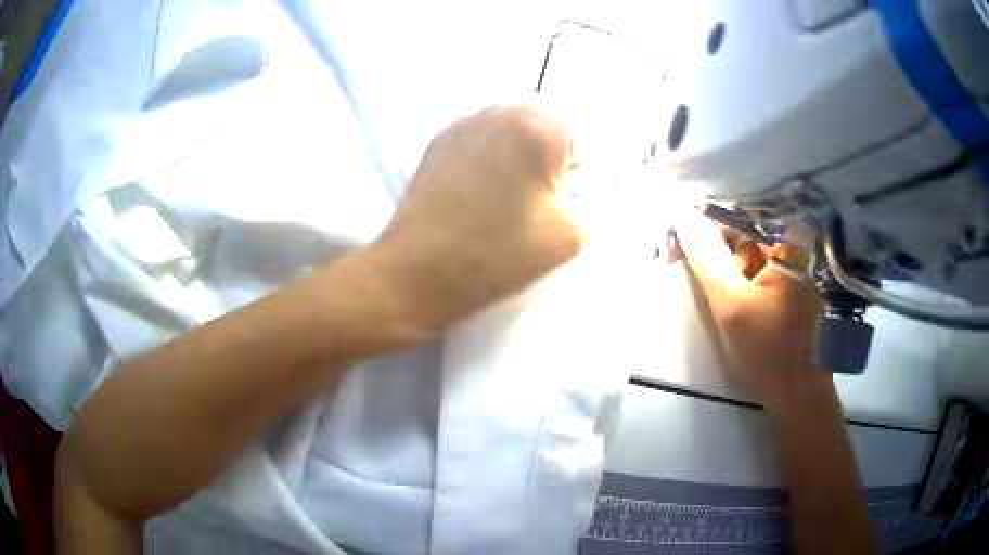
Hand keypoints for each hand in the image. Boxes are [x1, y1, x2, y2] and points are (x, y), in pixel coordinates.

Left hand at [372, 105, 582, 331]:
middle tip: (535, 201)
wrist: (416, 274)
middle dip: (548, 159)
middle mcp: (498, 111)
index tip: (559, 202)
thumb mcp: (570, 236)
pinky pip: (480, 140)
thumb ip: (600, 205)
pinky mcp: (438, 141)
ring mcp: (463, 124)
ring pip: (510, 131)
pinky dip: (488, 160)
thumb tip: (599, 188)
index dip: (577, 172)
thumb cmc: (497, 255)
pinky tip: (475, 197)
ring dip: (518, 157)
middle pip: (544, 127)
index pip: (580, 137)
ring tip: (503, 201)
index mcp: (537, 126)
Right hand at [675, 211, 830, 412]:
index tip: (689, 233)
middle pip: (751, 232)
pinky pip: (762, 270)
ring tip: (720, 291)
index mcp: (791, 246)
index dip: (715, 218)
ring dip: (731, 264)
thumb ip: (707, 260)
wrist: (797, 395)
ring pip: (755, 253)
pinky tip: (732, 296)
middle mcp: (798, 250)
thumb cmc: (768, 350)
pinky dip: (743, 277)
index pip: (748, 213)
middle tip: (696, 263)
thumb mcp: (731, 305)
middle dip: (722, 245)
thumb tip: (683, 217)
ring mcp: (797, 271)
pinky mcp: (793, 288)